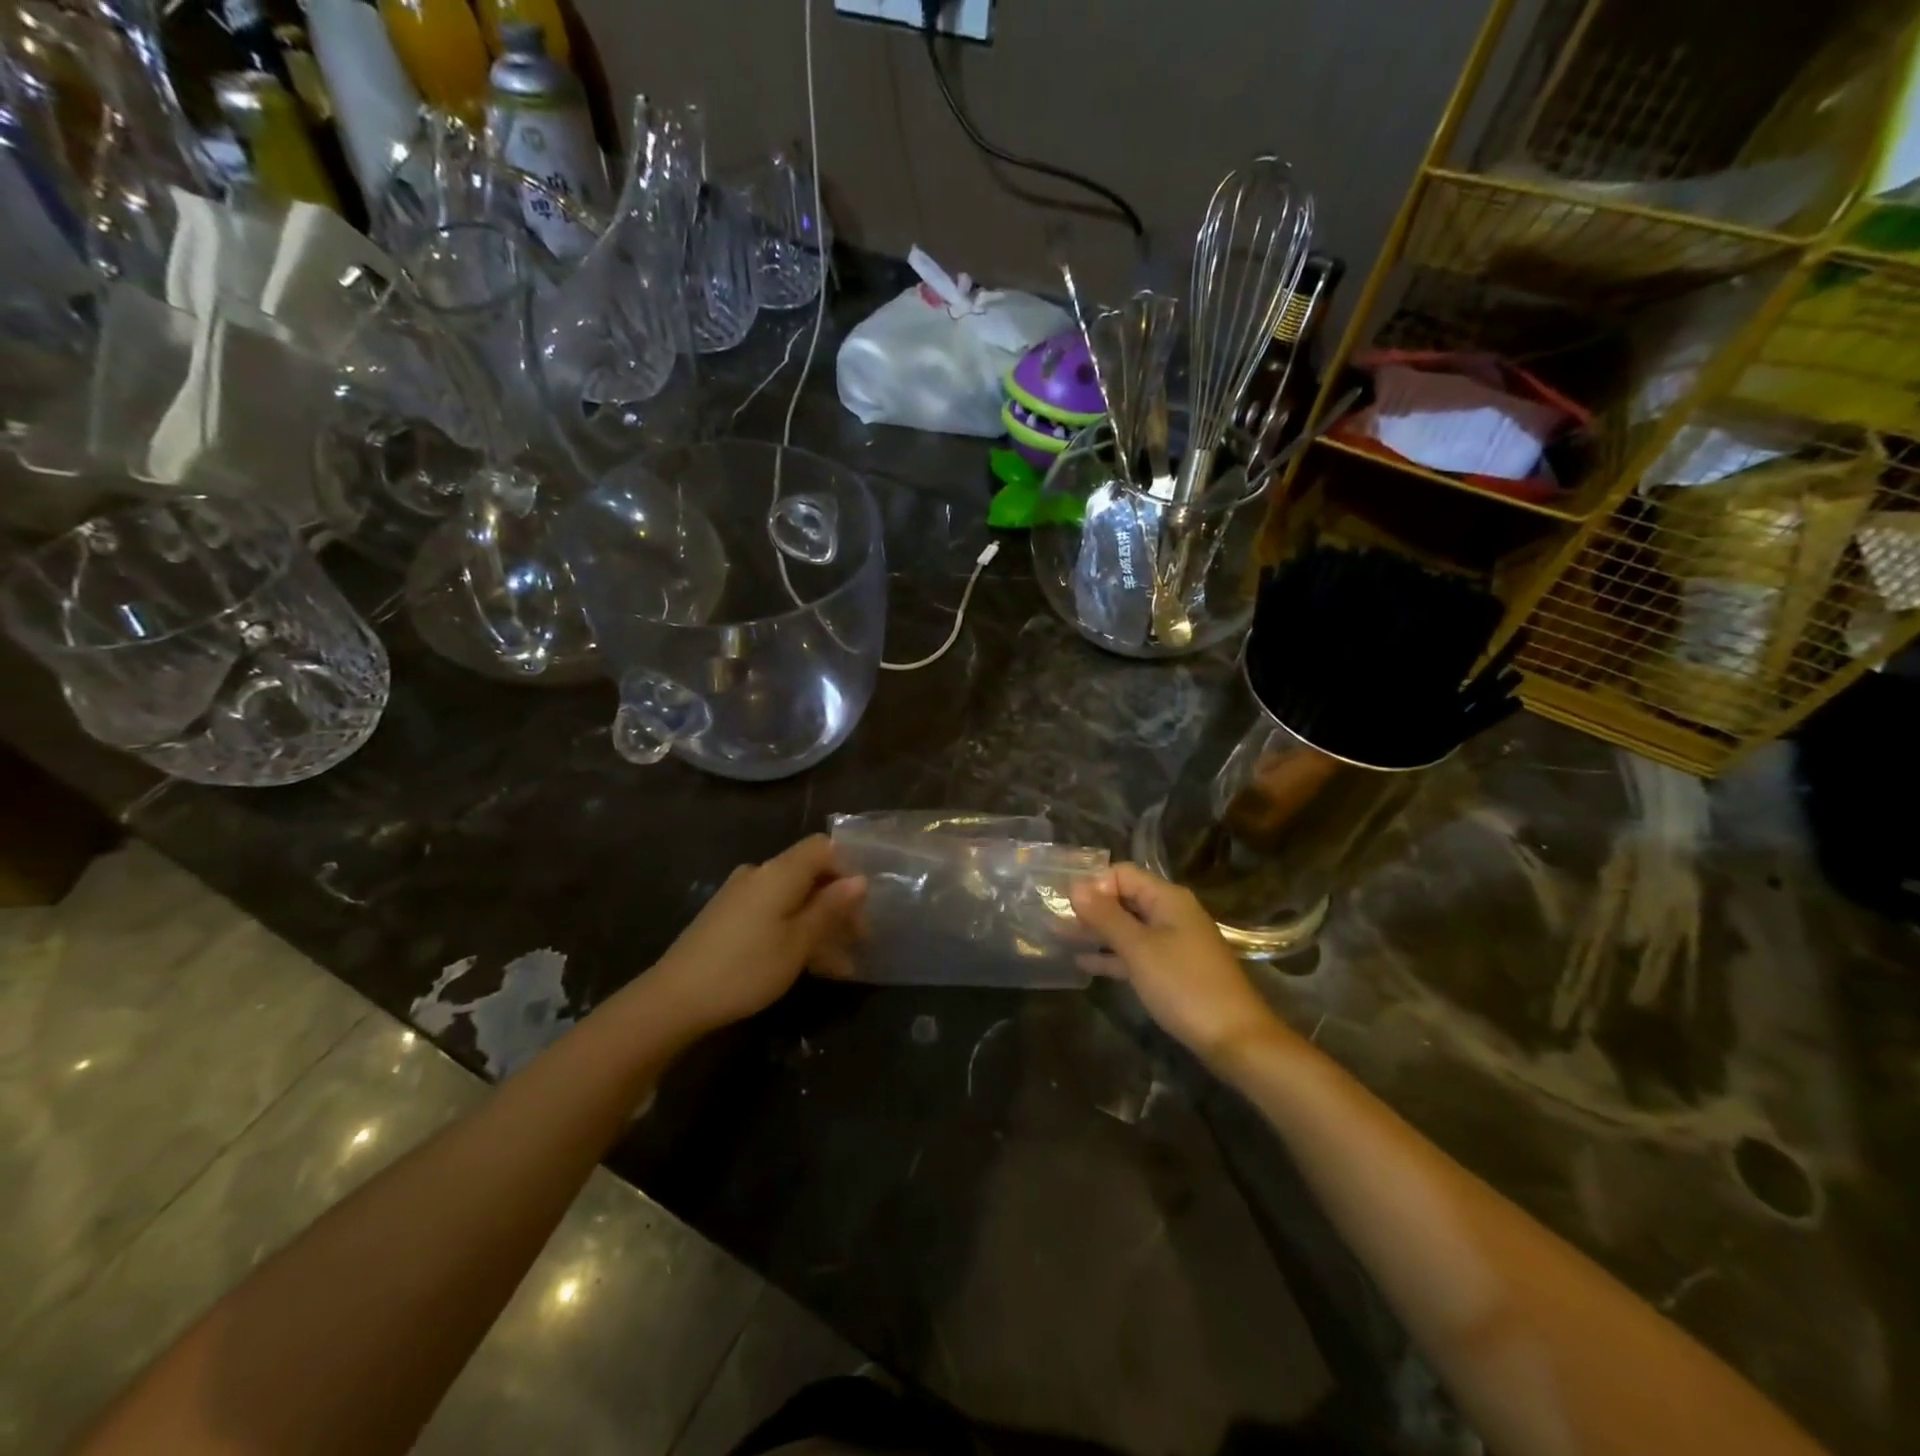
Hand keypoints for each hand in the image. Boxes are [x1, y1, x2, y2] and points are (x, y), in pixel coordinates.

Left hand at [647, 836, 866, 1032]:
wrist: (675, 999)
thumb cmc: (746, 968)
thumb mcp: (798, 943)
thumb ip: (830, 909)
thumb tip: (860, 880)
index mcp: (779, 872)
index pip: (823, 848)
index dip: (848, 868)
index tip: (864, 903)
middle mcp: (759, 874)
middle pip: (809, 875)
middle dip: (837, 905)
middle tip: (860, 940)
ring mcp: (740, 895)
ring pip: (793, 899)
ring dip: (819, 925)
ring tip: (842, 964)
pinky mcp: (728, 917)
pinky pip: (773, 914)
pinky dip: (795, 932)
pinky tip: (810, 966)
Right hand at [1069, 864, 1286, 1062]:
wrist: (1235, 1039)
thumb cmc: (1184, 986)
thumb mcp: (1139, 949)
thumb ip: (1106, 917)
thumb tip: (1076, 886)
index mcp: (1168, 899)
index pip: (1123, 874)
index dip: (1094, 884)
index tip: (1064, 902)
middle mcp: (1171, 914)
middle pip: (1124, 899)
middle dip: (1091, 907)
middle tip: (1053, 917)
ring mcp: (1173, 943)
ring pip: (1128, 928)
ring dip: (1097, 931)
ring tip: (1058, 936)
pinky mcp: (1172, 970)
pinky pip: (1136, 953)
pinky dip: (1112, 955)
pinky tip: (1084, 963)